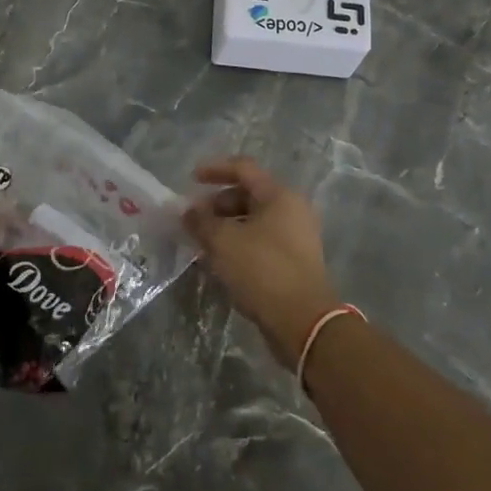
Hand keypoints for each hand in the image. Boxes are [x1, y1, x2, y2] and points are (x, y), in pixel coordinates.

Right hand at [184, 157, 339, 366]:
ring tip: (201, 242)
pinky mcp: (293, 262)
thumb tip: (187, 210)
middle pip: (248, 196)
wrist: (302, 322)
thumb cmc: (262, 270)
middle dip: (216, 204)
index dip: (214, 170)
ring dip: (225, 227)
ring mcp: (295, 238)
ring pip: (252, 222)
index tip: (190, 179)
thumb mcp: (223, 241)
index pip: (243, 169)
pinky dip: (237, 245)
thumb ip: (201, 221)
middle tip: (193, 219)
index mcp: (279, 196)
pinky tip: (218, 261)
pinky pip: (259, 242)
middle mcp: (292, 211)